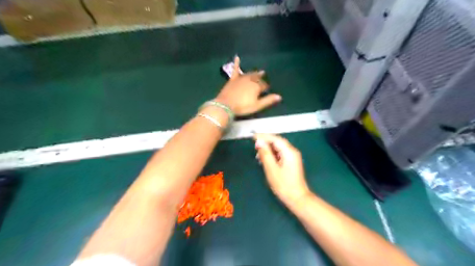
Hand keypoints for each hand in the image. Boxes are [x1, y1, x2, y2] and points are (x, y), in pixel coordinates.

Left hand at [216, 56, 281, 115]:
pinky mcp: (233, 79)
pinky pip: (235, 70)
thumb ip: (268, 100)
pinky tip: (237, 57)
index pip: (264, 85)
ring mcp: (241, 78)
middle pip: (258, 79)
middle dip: (261, 80)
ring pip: (250, 74)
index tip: (267, 90)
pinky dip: (236, 63)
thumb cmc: (243, 107)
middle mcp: (250, 80)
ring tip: (260, 71)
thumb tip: (280, 96)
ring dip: (255, 73)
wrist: (226, 105)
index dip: (266, 88)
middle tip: (264, 81)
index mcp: (257, 86)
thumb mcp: (257, 105)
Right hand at [254, 133, 309, 204]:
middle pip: (278, 142)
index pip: (275, 139)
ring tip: (258, 154)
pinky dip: (272, 154)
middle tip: (254, 146)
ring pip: (279, 148)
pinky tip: (265, 159)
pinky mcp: (291, 162)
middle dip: (266, 142)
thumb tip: (259, 142)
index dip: (264, 136)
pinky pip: (280, 153)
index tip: (253, 136)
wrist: (297, 198)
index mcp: (289, 151)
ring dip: (268, 149)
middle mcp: (292, 151)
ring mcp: (293, 157)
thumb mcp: (271, 169)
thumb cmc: (283, 184)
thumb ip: (265, 154)